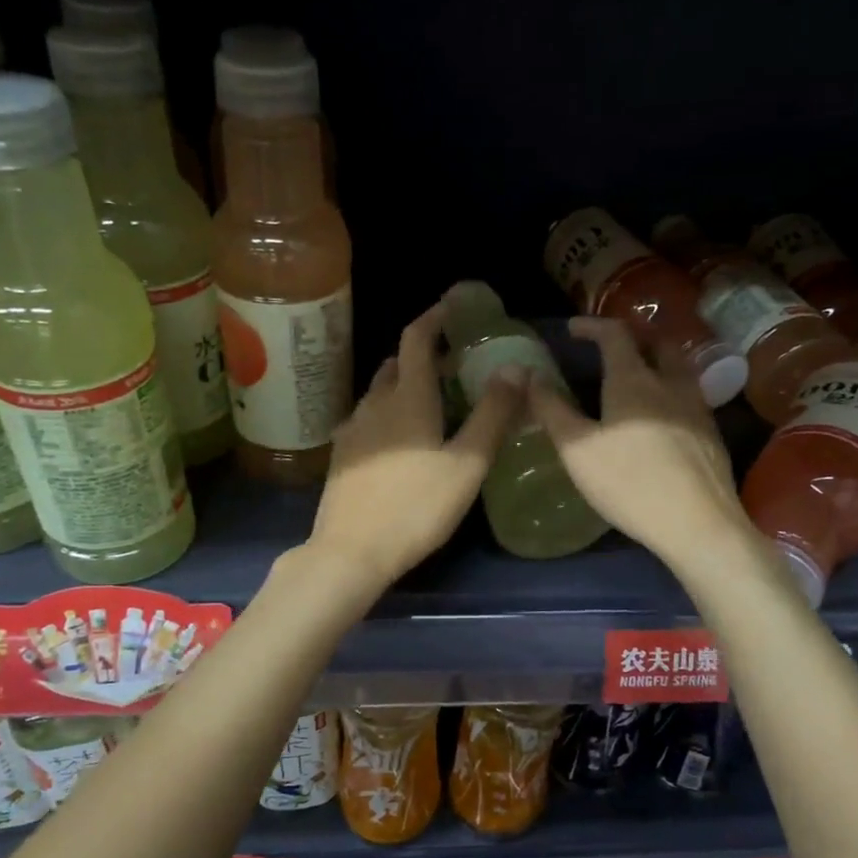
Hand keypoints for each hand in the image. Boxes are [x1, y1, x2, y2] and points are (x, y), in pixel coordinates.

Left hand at [306, 301, 522, 591]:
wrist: (351, 551)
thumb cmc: (416, 507)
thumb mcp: (467, 464)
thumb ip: (492, 415)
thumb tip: (515, 367)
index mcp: (408, 398)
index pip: (417, 339)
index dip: (434, 317)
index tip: (452, 306)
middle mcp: (375, 404)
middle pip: (396, 364)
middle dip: (423, 354)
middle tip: (452, 363)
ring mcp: (353, 430)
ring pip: (380, 392)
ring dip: (404, 383)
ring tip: (431, 399)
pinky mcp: (342, 456)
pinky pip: (368, 418)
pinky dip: (388, 411)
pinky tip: (401, 438)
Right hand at [526, 316, 752, 569]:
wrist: (698, 523)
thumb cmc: (629, 483)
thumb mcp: (577, 449)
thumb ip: (552, 410)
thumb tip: (529, 375)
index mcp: (634, 381)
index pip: (615, 334)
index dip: (592, 326)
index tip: (572, 329)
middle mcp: (670, 384)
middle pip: (656, 342)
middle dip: (632, 336)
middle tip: (611, 347)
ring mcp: (697, 408)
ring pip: (679, 368)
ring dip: (656, 360)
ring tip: (637, 376)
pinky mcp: (711, 434)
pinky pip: (689, 394)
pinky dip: (670, 388)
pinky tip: (661, 415)